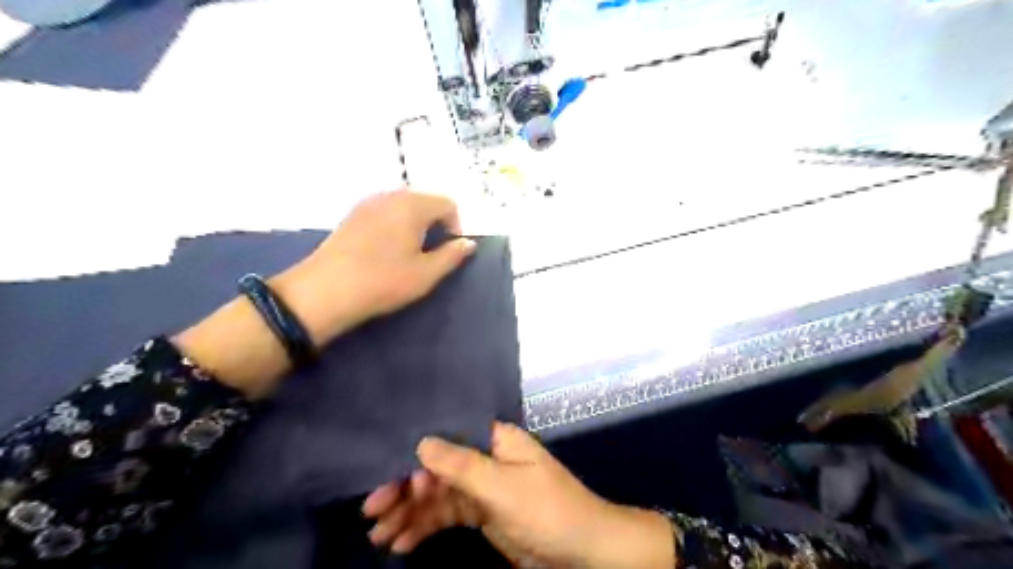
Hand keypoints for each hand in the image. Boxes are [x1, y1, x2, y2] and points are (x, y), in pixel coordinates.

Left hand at [269, 188, 474, 344]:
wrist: (325, 291)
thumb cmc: (383, 281)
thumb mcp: (426, 274)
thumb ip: (452, 255)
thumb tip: (468, 243)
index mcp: (413, 205)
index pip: (448, 204)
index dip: (456, 226)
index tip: (449, 251)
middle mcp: (391, 196)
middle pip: (425, 201)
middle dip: (436, 223)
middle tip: (431, 253)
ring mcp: (368, 203)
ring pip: (404, 205)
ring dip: (415, 223)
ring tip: (409, 253)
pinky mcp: (352, 215)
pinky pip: (385, 211)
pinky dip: (395, 224)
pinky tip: (386, 250)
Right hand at [359, 422, 674, 567]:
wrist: (582, 551)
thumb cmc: (548, 510)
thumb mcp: (503, 488)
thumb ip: (462, 466)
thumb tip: (421, 442)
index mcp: (495, 440)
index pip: (447, 439)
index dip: (415, 456)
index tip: (386, 477)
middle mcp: (485, 458)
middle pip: (437, 469)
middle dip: (405, 489)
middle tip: (372, 512)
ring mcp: (482, 488)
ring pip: (438, 495)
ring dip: (409, 513)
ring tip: (380, 536)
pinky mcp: (481, 514)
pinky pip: (447, 516)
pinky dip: (424, 528)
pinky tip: (402, 543)